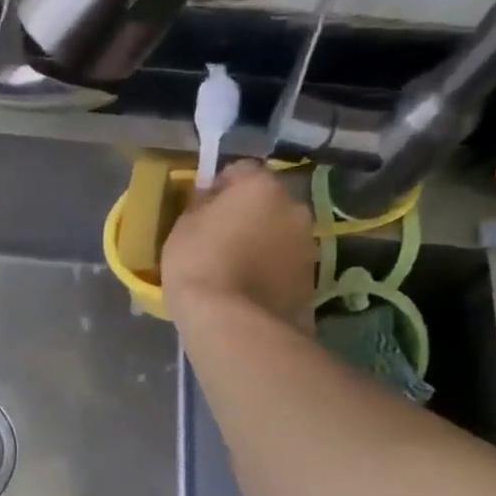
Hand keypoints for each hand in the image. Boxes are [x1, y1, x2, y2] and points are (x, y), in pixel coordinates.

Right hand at [162, 161, 315, 329]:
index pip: (241, 170)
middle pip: (266, 202)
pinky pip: (284, 264)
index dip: (220, 187)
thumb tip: (212, 201)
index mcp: (261, 187)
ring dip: (261, 242)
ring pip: (278, 233)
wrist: (234, 325)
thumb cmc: (199, 265)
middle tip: (219, 238)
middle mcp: (294, 208)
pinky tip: (247, 289)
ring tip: (233, 269)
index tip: (202, 208)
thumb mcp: (183, 227)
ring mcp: (308, 245)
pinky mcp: (312, 279)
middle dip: (247, 214)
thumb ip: (202, 206)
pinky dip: (270, 270)